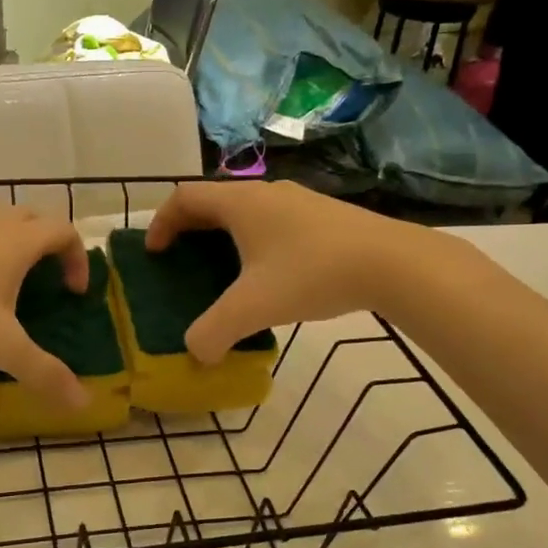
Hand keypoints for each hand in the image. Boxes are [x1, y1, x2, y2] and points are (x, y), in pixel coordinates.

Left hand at [0, 208, 90, 408]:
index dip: (78, 258)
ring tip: (10, 284)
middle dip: (50, 245)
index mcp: (17, 241)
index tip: (73, 293)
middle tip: (49, 280)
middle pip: (34, 218)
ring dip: (16, 245)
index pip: (64, 231)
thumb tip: (83, 403)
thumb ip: (44, 372)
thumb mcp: (2, 347)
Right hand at [146, 182, 448, 361]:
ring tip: (224, 273)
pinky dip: (255, 242)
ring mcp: (298, 202)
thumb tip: (196, 353)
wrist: (393, 263)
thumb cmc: (312, 273)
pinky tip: (272, 277)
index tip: (155, 253)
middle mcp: (265, 193)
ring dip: (225, 236)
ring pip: (246, 212)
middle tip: (182, 262)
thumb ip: (214, 332)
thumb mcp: (254, 307)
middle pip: (213, 201)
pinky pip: (273, 222)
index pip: (184, 197)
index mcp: (240, 203)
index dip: (161, 222)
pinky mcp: (324, 216)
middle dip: (190, 230)